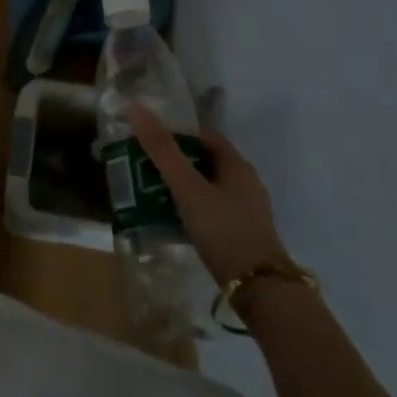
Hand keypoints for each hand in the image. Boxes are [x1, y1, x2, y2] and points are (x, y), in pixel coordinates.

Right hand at [127, 102, 289, 286]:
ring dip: (180, 187)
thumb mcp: (188, 188)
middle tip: (142, 168)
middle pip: (204, 162)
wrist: (260, 289)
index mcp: (237, 165)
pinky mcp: (241, 233)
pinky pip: (210, 210)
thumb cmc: (224, 230)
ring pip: (206, 188)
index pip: (204, 137)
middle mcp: (245, 183)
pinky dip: (189, 209)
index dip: (176, 134)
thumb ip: (162, 151)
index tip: (147, 142)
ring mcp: (246, 210)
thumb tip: (137, 107)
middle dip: (174, 162)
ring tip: (150, 194)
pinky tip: (171, 221)